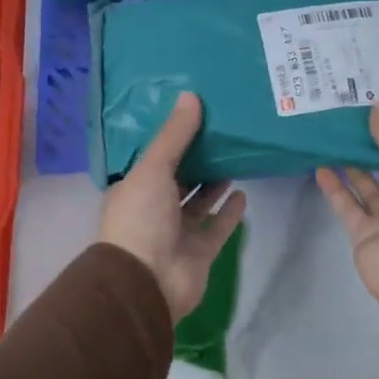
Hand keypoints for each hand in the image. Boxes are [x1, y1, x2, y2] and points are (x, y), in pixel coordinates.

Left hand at [99, 92, 247, 320]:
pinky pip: (217, 227)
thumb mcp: (153, 169)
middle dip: (196, 160)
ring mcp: (177, 233)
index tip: (194, 116)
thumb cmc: (141, 219)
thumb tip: (191, 96)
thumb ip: (174, 136)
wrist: (147, 283)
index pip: (153, 159)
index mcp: (134, 189)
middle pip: (178, 179)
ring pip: (199, 203)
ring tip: (234, 157)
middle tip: (222, 132)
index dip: (171, 139)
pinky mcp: (200, 252)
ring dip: (214, 184)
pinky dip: (229, 212)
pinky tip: (244, 193)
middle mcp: (154, 209)